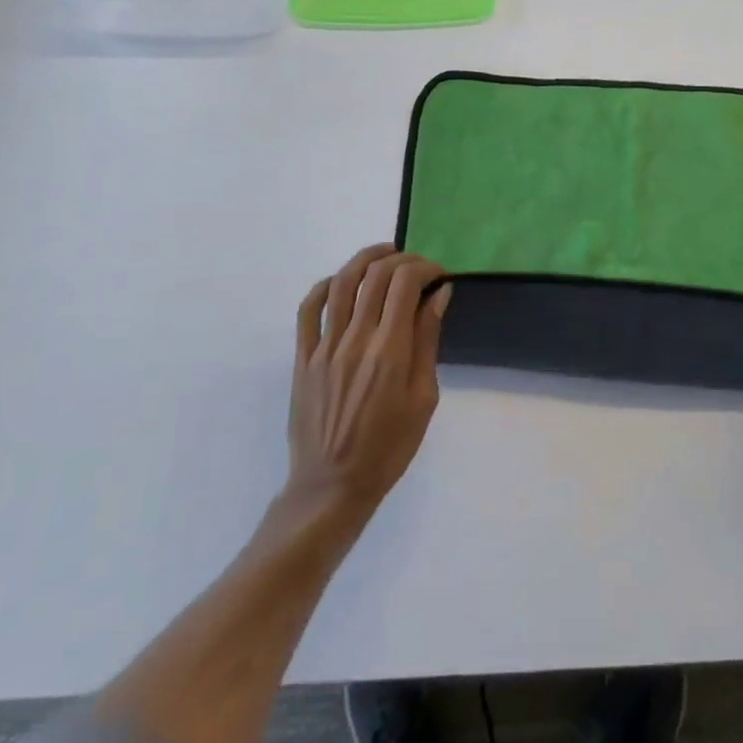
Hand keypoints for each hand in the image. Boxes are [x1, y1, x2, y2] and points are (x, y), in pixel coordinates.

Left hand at [286, 244, 449, 519]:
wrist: (332, 487)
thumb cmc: (389, 448)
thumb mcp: (424, 398)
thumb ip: (428, 341)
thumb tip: (439, 294)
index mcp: (390, 352)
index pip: (405, 284)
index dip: (425, 268)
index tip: (439, 276)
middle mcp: (356, 340)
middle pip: (376, 275)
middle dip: (402, 260)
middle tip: (418, 268)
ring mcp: (325, 347)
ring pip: (342, 282)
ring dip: (365, 259)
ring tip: (384, 255)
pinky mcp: (303, 357)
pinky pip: (309, 309)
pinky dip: (326, 285)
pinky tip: (343, 281)